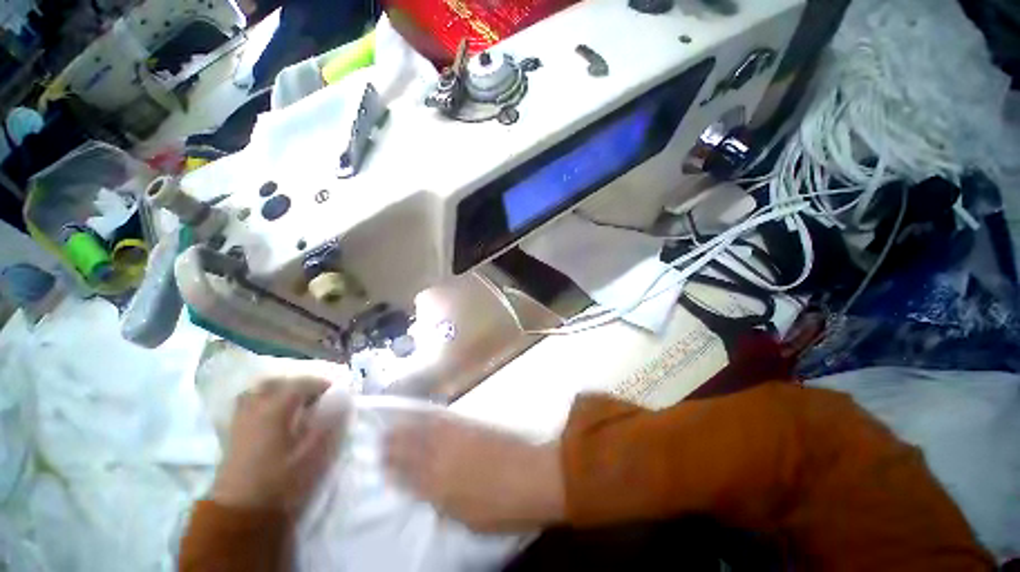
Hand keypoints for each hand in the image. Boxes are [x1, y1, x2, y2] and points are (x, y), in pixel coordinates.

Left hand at [212, 378, 341, 513]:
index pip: (302, 384)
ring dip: (278, 392)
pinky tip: (273, 417)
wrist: (240, 513)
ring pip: (258, 392)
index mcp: (276, 409)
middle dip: (298, 384)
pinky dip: (263, 403)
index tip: (336, 393)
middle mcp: (256, 408)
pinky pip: (248, 406)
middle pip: (276, 383)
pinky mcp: (233, 434)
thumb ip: (330, 423)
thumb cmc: (281, 482)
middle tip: (315, 396)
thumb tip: (343, 399)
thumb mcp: (314, 455)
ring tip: (294, 404)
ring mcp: (241, 421)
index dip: (322, 384)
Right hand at [385, 414, 564, 531]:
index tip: (380, 460)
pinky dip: (432, 417)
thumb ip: (443, 503)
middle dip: (395, 442)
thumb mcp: (467, 518)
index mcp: (439, 486)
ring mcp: (460, 438)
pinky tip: (427, 415)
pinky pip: (447, 420)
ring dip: (409, 426)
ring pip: (427, 430)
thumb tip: (427, 492)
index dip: (392, 466)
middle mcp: (444, 458)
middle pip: (413, 447)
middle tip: (380, 438)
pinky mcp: (474, 425)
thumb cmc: (503, 508)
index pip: (408, 474)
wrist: (535, 476)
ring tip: (396, 423)